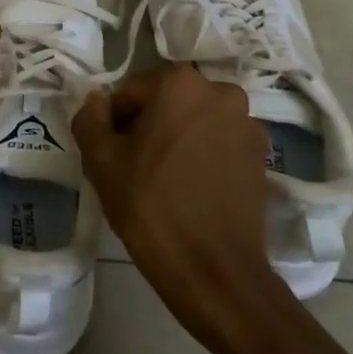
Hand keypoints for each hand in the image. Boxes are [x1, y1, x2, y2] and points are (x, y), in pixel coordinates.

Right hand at [73, 64, 279, 332]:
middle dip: (149, 126)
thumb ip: (89, 119)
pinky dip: (204, 156)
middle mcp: (221, 91)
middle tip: (134, 167)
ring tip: (165, 181)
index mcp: (180, 83)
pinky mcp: (263, 156)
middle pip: (168, 102)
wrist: (213, 270)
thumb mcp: (101, 161)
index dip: (115, 122)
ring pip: (196, 122)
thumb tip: (96, 101)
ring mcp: (248, 123)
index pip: (131, 92)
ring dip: (178, 139)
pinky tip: (193, 190)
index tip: (112, 155)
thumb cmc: (150, 206)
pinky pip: (220, 143)